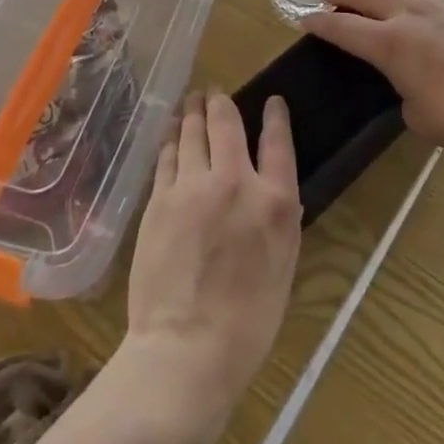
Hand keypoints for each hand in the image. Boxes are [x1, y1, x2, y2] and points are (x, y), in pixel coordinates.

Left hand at [124, 91, 300, 434]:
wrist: (186, 351)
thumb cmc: (247, 322)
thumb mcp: (283, 268)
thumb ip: (280, 221)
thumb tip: (279, 194)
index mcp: (275, 202)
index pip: (277, 142)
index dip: (275, 116)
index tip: (272, 101)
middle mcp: (236, 182)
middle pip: (228, 124)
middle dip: (222, 102)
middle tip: (217, 92)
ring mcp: (193, 187)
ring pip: (193, 132)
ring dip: (194, 110)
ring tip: (193, 99)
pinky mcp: (160, 200)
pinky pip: (168, 156)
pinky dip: (172, 136)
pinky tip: (172, 129)